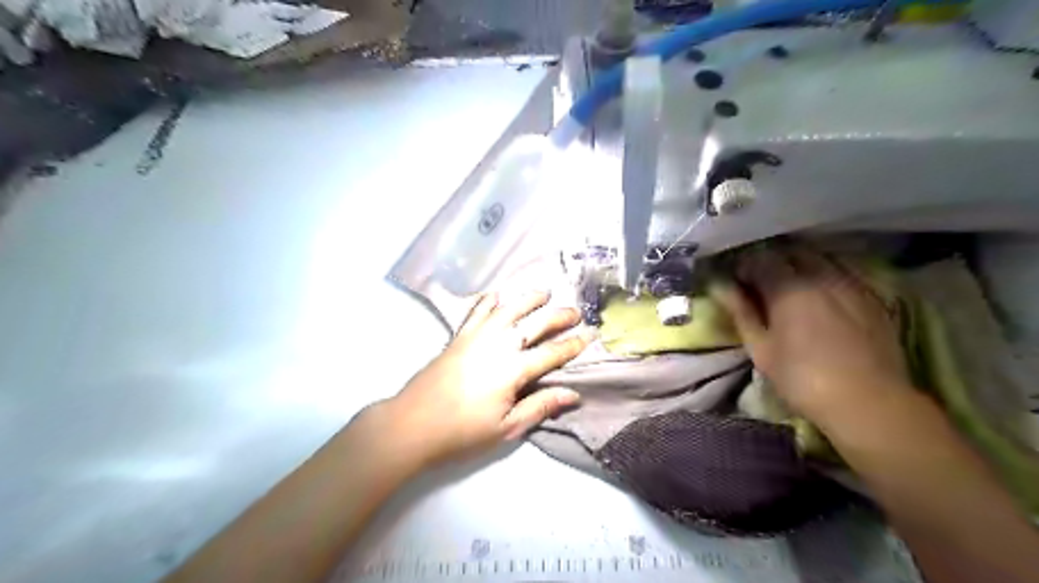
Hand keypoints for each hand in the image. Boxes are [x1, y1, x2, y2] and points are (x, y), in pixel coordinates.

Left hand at [386, 288, 591, 464]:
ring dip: (529, 297)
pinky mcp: (459, 335)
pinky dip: (490, 299)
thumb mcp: (507, 428)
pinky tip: (498, 295)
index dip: (574, 344)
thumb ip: (540, 406)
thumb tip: (573, 394)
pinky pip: (477, 310)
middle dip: (559, 315)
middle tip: (576, 311)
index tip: (591, 335)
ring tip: (544, 292)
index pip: (553, 352)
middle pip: (535, 322)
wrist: (413, 423)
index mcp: (514, 369)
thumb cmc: (462, 431)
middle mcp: (499, 344)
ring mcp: (477, 335)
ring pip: (509, 307)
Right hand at [710, 244, 910, 426]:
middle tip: (761, 284)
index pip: (759, 259)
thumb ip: (741, 312)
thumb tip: (720, 286)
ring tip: (791, 288)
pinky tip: (821, 297)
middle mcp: (820, 276)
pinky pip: (842, 273)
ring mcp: (851, 283)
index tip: (737, 284)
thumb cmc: (802, 378)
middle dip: (772, 261)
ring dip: (799, 265)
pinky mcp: (871, 297)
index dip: (743, 267)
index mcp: (788, 288)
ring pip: (819, 258)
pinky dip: (824, 276)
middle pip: (791, 252)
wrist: (869, 402)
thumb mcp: (760, 349)